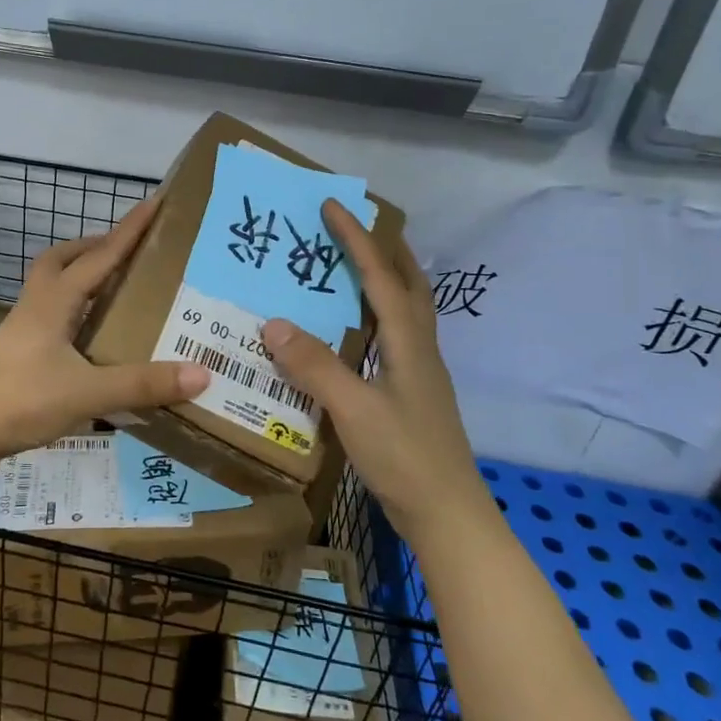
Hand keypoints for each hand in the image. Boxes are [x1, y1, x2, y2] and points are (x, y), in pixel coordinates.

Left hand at [0, 196, 209, 475]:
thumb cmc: (17, 401)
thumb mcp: (86, 393)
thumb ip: (141, 384)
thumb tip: (202, 373)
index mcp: (54, 302)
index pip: (99, 256)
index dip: (129, 230)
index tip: (154, 202)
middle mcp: (36, 308)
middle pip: (61, 261)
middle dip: (94, 248)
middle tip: (127, 252)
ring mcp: (21, 333)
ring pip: (52, 290)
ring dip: (81, 280)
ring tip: (114, 292)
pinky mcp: (15, 359)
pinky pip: (50, 321)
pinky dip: (73, 317)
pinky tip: (90, 343)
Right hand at [260, 200, 479, 536]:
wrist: (448, 516)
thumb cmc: (405, 458)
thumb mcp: (354, 411)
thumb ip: (315, 366)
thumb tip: (273, 323)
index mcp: (409, 343)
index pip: (381, 276)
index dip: (357, 238)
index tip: (332, 204)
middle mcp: (419, 348)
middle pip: (408, 284)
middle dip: (383, 249)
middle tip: (352, 227)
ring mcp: (418, 373)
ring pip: (403, 311)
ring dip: (382, 280)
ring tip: (348, 268)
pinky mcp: (410, 394)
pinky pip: (390, 338)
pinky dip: (372, 317)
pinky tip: (349, 333)